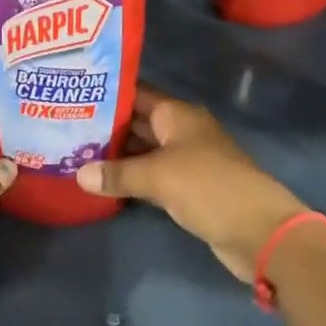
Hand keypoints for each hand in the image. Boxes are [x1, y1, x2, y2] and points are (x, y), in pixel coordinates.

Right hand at [76, 88, 309, 283]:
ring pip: (143, 151)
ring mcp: (186, 160)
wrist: (260, 231)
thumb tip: (78, 174)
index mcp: (178, 114)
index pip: (136, 94)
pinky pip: (152, 175)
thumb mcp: (158, 176)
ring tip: (75, 154)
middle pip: (138, 123)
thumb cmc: (209, 187)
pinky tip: (103, 182)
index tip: (74, 96)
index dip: (108, 94)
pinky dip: (131, 178)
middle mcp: (181, 131)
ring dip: (116, 155)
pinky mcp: (188, 188)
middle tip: (65, 127)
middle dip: (106, 126)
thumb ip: (117, 173)